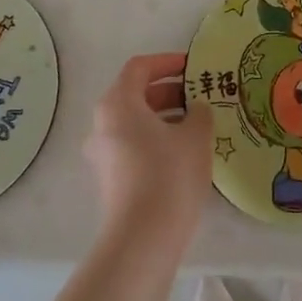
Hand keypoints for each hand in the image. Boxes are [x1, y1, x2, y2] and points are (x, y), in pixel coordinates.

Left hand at [83, 53, 213, 253]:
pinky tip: (183, 152)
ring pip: (134, 121)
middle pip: (135, 94)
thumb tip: (196, 109)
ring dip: (164, 116)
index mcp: (118, 103)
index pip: (140, 68)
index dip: (167, 62)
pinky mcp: (109, 178)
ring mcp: (102, 152)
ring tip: (196, 124)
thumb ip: (199, 113)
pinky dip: (155, 138)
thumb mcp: (195, 136)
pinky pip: (133, 144)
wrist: (143, 238)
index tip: (193, 67)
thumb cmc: (169, 174)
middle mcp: (103, 123)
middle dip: (168, 91)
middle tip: (199, 96)